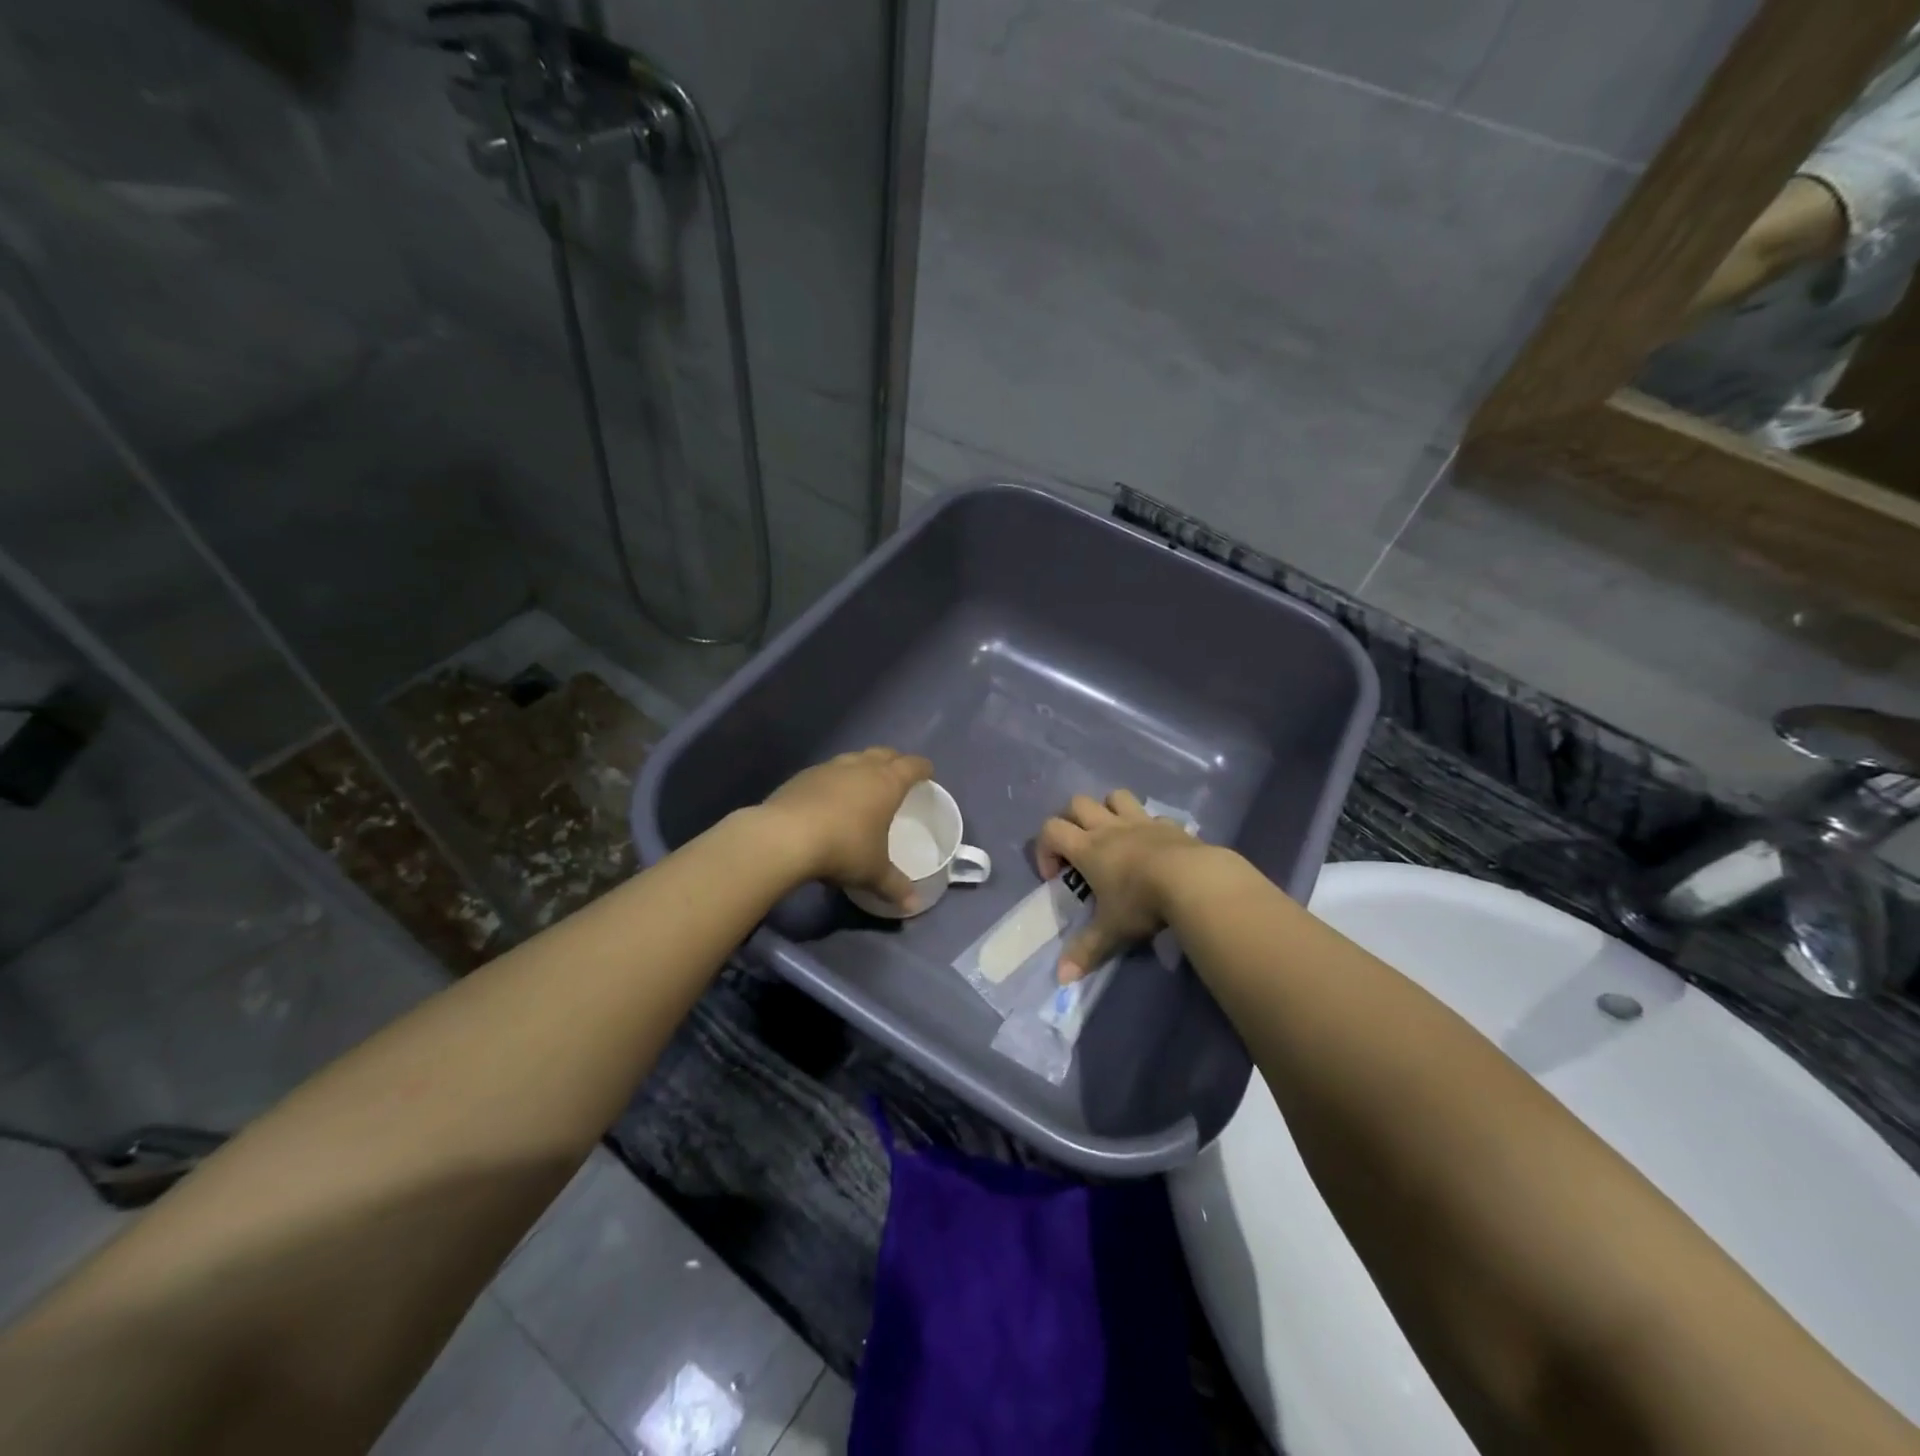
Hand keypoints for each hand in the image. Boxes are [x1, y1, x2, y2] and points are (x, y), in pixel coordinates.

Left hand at [762, 748, 932, 911]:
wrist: (784, 837)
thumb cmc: (843, 848)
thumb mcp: (873, 872)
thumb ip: (895, 886)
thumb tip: (914, 906)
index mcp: (886, 783)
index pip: (912, 766)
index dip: (923, 769)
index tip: (928, 774)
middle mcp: (860, 768)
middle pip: (884, 754)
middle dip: (895, 761)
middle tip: (898, 776)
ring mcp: (829, 768)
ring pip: (854, 758)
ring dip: (863, 767)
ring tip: (864, 785)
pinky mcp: (802, 776)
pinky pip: (827, 771)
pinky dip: (835, 780)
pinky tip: (830, 798)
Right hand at [1036, 789, 1213, 981]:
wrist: (1194, 881)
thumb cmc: (1143, 902)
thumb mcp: (1112, 931)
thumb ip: (1086, 951)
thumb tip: (1062, 978)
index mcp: (1088, 848)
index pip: (1051, 830)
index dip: (1044, 848)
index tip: (1054, 876)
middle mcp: (1110, 828)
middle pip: (1077, 803)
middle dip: (1071, 820)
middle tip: (1079, 850)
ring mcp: (1141, 822)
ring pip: (1115, 797)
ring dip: (1108, 809)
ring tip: (1113, 836)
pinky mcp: (1170, 825)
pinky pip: (1152, 815)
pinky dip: (1147, 825)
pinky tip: (1153, 847)